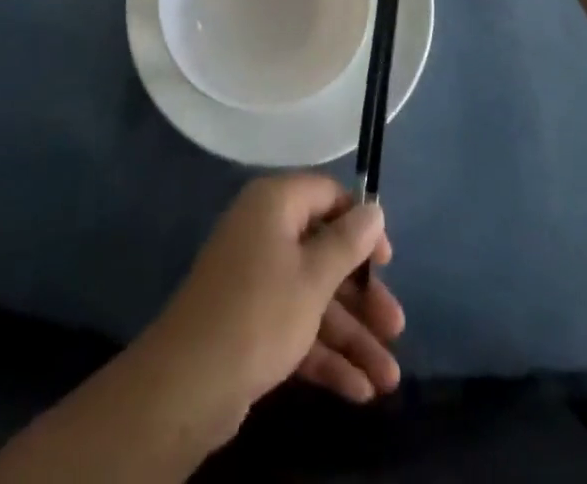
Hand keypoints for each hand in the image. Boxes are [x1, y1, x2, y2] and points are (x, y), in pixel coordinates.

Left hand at [139, 174, 403, 429]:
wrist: (189, 382)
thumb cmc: (260, 311)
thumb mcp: (314, 276)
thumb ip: (348, 242)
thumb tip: (374, 209)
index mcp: (275, 204)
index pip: (326, 195)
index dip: (360, 223)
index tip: (387, 260)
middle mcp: (264, 232)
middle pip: (324, 252)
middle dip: (363, 295)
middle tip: (396, 327)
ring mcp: (255, 278)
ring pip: (314, 297)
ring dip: (352, 335)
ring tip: (390, 379)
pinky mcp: (250, 322)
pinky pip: (296, 326)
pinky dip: (325, 354)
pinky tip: (360, 390)